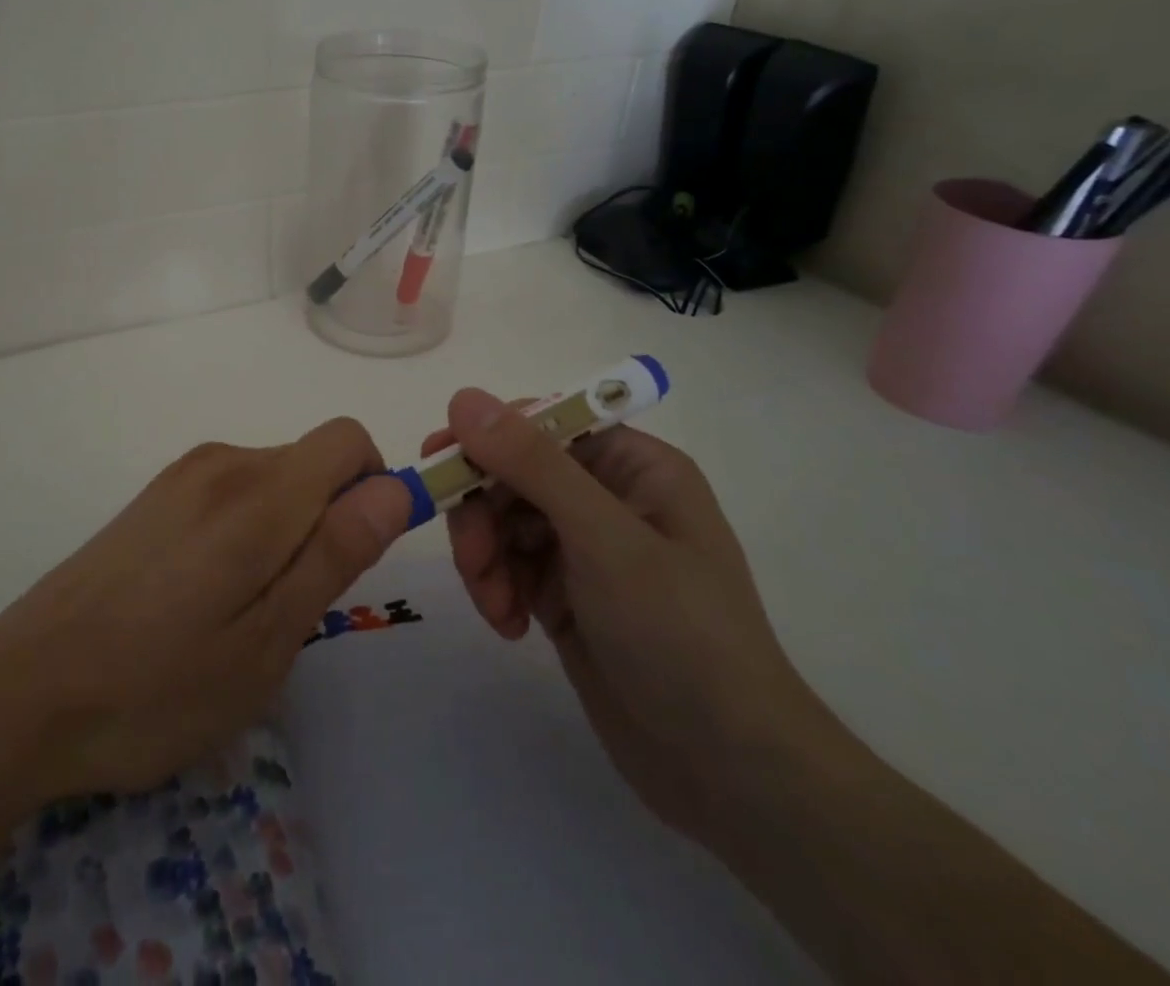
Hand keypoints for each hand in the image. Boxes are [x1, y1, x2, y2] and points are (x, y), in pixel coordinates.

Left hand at [0, 420, 414, 810]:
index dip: (373, 487)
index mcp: (259, 491)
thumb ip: (336, 553)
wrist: (19, 695)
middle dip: (326, 522)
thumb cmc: (157, 685)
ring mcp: (181, 477)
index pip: (349, 440)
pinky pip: (230, 495)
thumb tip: (396, 487)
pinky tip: (197, 601)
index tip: (354, 556)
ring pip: (272, 483)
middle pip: (311, 463)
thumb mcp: (268, 640)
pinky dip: (243, 534)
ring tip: (237, 616)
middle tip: (287, 611)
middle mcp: (221, 462)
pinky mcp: (153, 498)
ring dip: (283, 534)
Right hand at [426, 389, 838, 844]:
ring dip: (485, 558)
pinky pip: (508, 565)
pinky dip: (496, 589)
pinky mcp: (564, 593)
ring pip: (501, 520)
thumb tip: (463, 397)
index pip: (542, 423)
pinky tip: (509, 626)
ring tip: (495, 607)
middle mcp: (606, 496)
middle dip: (483, 514)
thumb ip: (532, 464)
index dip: (489, 436)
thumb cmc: (679, 634)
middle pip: (513, 473)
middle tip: (472, 559)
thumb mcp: (604, 539)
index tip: (441, 463)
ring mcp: (583, 547)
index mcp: (632, 465)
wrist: (728, 771)